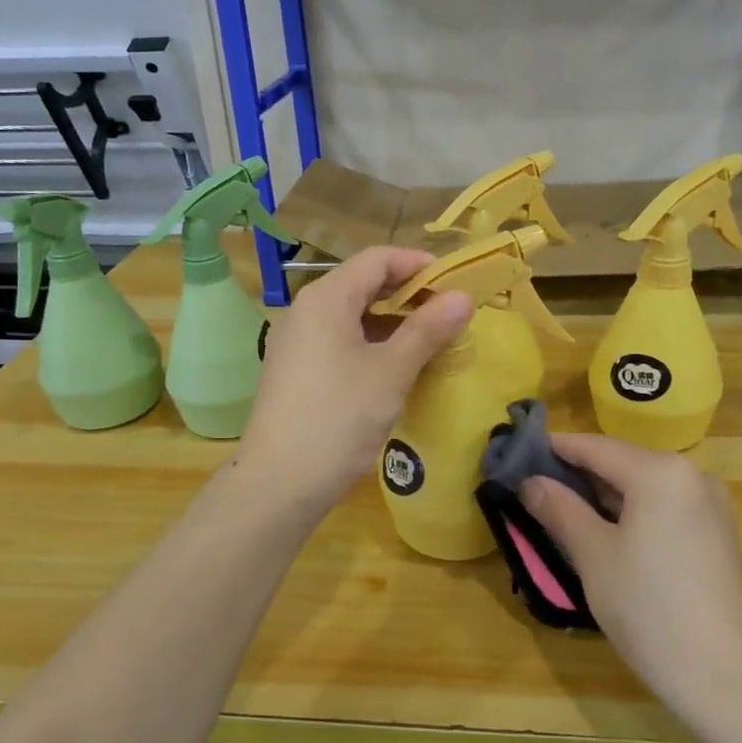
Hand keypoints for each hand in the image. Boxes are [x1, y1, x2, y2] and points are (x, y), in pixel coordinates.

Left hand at [240, 246, 471, 508]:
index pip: (377, 259)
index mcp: (326, 298)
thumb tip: (462, 297)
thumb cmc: (339, 418)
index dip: (418, 264)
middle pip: (363, 284)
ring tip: (430, 339)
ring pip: (351, 315)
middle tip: (449, 312)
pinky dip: (371, 343)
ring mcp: (296, 342)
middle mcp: (305, 310)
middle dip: (408, 293)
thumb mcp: (391, 371)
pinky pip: (339, 340)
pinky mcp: (296, 370)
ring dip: (392, 320)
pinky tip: (395, 367)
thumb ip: (427, 329)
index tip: (455, 282)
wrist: (279, 483)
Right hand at [521, 434, 741, 738]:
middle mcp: (691, 475)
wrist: (726, 677)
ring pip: (642, 486)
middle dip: (577, 474)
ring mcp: (709, 504)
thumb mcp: (593, 555)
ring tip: (560, 510)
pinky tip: (604, 532)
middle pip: (621, 462)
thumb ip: (560, 509)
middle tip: (532, 488)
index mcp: (660, 471)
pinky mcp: (715, 533)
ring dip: (602, 495)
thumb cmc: (650, 608)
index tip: (518, 455)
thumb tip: (530, 482)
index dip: (554, 449)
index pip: (595, 446)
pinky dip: (630, 512)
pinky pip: (662, 506)